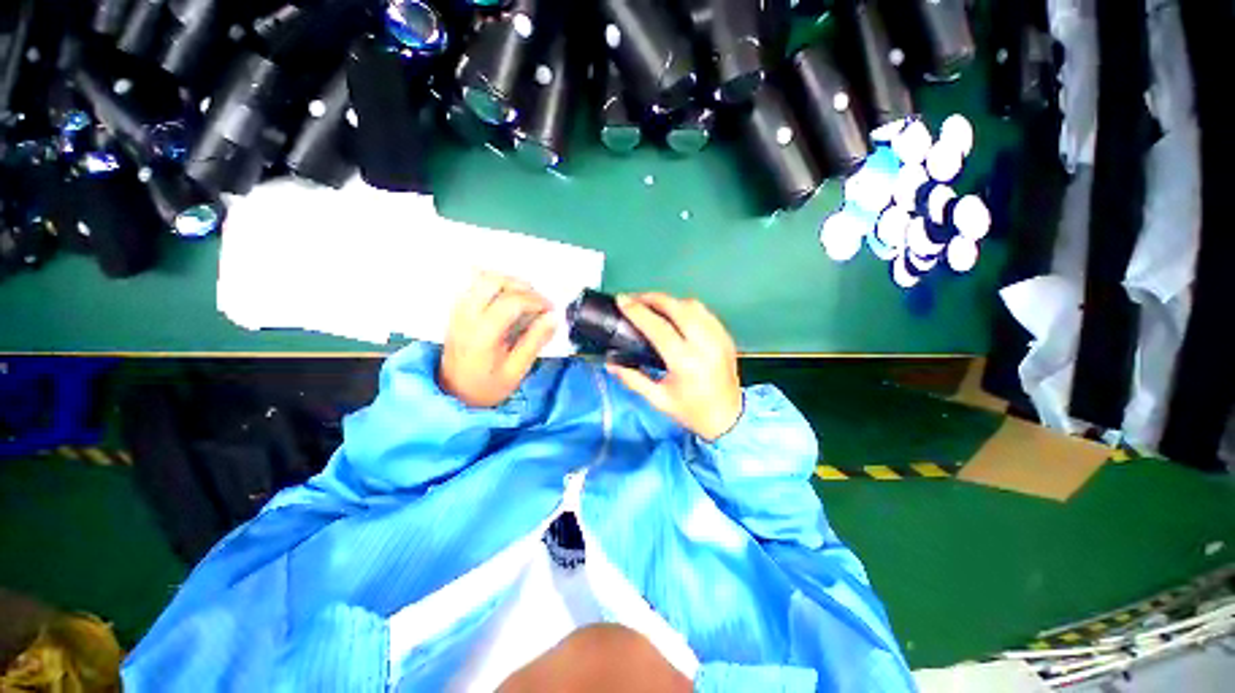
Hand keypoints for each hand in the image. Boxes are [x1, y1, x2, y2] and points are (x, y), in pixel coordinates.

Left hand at [439, 272, 556, 407]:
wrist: (454, 394)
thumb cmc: (487, 386)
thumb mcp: (516, 370)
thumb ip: (534, 342)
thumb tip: (553, 318)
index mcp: (482, 334)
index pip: (511, 302)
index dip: (536, 301)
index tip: (551, 310)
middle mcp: (466, 317)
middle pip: (493, 281)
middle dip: (522, 286)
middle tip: (538, 301)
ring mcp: (458, 311)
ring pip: (482, 278)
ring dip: (508, 282)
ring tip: (525, 298)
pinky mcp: (457, 310)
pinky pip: (474, 284)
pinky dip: (495, 285)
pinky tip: (507, 297)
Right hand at [606, 293, 741, 440]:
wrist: (729, 419)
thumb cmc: (692, 412)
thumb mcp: (658, 399)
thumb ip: (633, 379)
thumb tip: (610, 363)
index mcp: (685, 362)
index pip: (658, 327)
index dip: (638, 311)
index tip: (622, 301)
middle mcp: (705, 345)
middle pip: (678, 307)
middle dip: (653, 298)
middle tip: (635, 299)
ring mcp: (719, 338)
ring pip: (693, 305)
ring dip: (670, 301)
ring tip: (653, 305)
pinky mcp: (726, 337)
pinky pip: (705, 313)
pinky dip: (687, 308)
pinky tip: (675, 314)